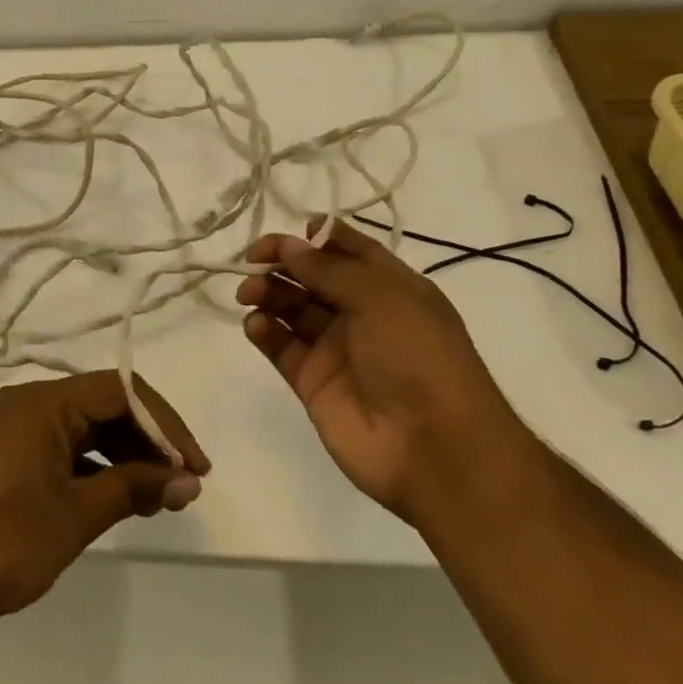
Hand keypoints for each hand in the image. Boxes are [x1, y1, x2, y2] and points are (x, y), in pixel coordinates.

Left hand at [0, 371, 210, 624]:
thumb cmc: (5, 542)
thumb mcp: (77, 514)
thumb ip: (135, 487)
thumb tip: (188, 482)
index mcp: (41, 401)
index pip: (120, 391)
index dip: (164, 425)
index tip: (194, 466)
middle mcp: (27, 402)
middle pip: (104, 405)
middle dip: (148, 442)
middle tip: (183, 485)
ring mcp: (14, 427)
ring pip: (86, 427)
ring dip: (125, 456)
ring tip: (159, 498)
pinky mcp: (8, 453)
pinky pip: (64, 445)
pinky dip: (96, 466)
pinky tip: (121, 497)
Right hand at [237, 216, 522, 518]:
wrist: (434, 449)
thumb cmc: (418, 357)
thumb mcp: (380, 298)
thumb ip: (328, 269)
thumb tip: (289, 245)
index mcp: (391, 288)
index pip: (349, 250)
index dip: (318, 238)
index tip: (290, 234)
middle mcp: (362, 314)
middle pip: (313, 277)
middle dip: (283, 263)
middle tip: (253, 262)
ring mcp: (336, 349)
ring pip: (292, 308)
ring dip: (268, 293)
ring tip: (248, 293)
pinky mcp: (313, 382)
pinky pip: (282, 347)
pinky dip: (264, 331)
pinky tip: (256, 325)